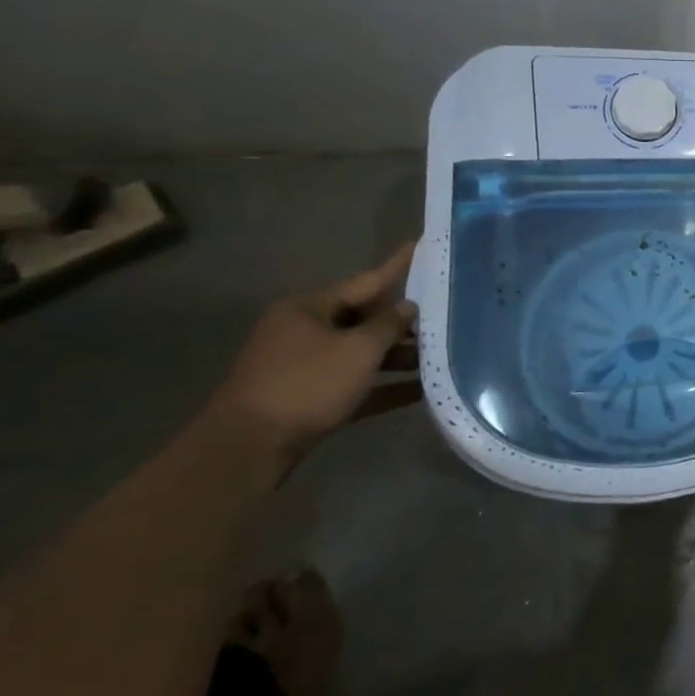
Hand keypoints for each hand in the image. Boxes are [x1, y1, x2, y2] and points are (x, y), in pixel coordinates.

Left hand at [204, 244, 420, 469]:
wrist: (248, 448)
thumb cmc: (307, 385)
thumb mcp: (358, 350)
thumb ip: (389, 325)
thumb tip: (408, 307)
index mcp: (309, 308)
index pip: (365, 281)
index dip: (398, 267)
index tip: (422, 246)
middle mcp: (303, 331)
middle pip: (363, 319)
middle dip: (403, 322)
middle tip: (446, 315)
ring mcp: (303, 366)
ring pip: (360, 353)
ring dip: (397, 357)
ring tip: (438, 358)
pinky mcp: (307, 399)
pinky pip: (354, 384)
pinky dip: (383, 386)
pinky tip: (419, 391)